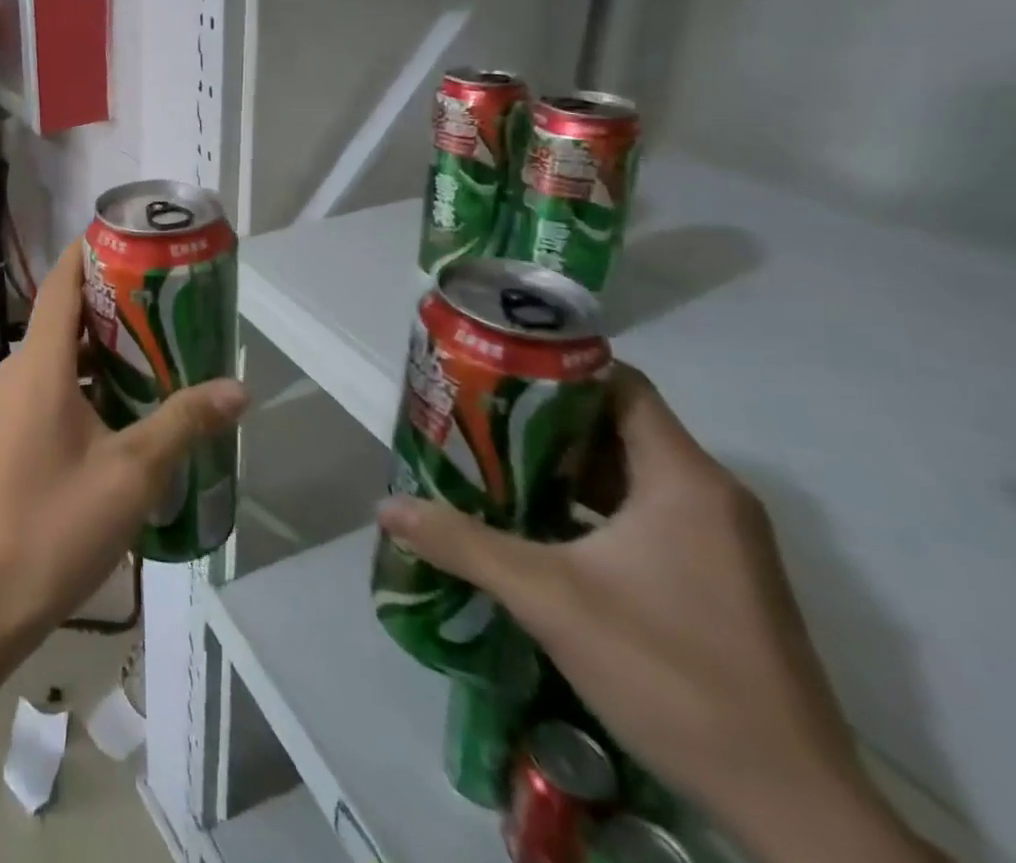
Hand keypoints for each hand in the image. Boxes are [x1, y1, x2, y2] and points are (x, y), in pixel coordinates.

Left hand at [0, 242, 248, 647]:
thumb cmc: (56, 525)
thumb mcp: (133, 473)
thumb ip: (184, 423)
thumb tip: (239, 388)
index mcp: (39, 364)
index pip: (61, 281)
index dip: (93, 251)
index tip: (137, 240)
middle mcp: (16, 370)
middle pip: (64, 313)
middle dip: (114, 301)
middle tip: (169, 299)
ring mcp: (7, 402)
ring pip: (59, 353)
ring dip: (104, 345)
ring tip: (159, 346)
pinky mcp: (8, 430)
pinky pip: (50, 383)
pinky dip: (87, 378)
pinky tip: (126, 402)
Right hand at [377, 367, 931, 862]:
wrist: (791, 808)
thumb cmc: (672, 674)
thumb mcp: (549, 598)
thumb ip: (463, 543)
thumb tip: (387, 506)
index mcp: (684, 480)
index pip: (619, 384)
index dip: (554, 370)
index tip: (491, 373)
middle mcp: (708, 496)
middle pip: (614, 425)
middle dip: (540, 419)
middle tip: (472, 417)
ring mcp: (716, 541)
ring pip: (624, 472)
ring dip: (558, 466)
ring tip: (488, 462)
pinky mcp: (713, 578)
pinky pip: (638, 514)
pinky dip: (584, 506)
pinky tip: (532, 522)